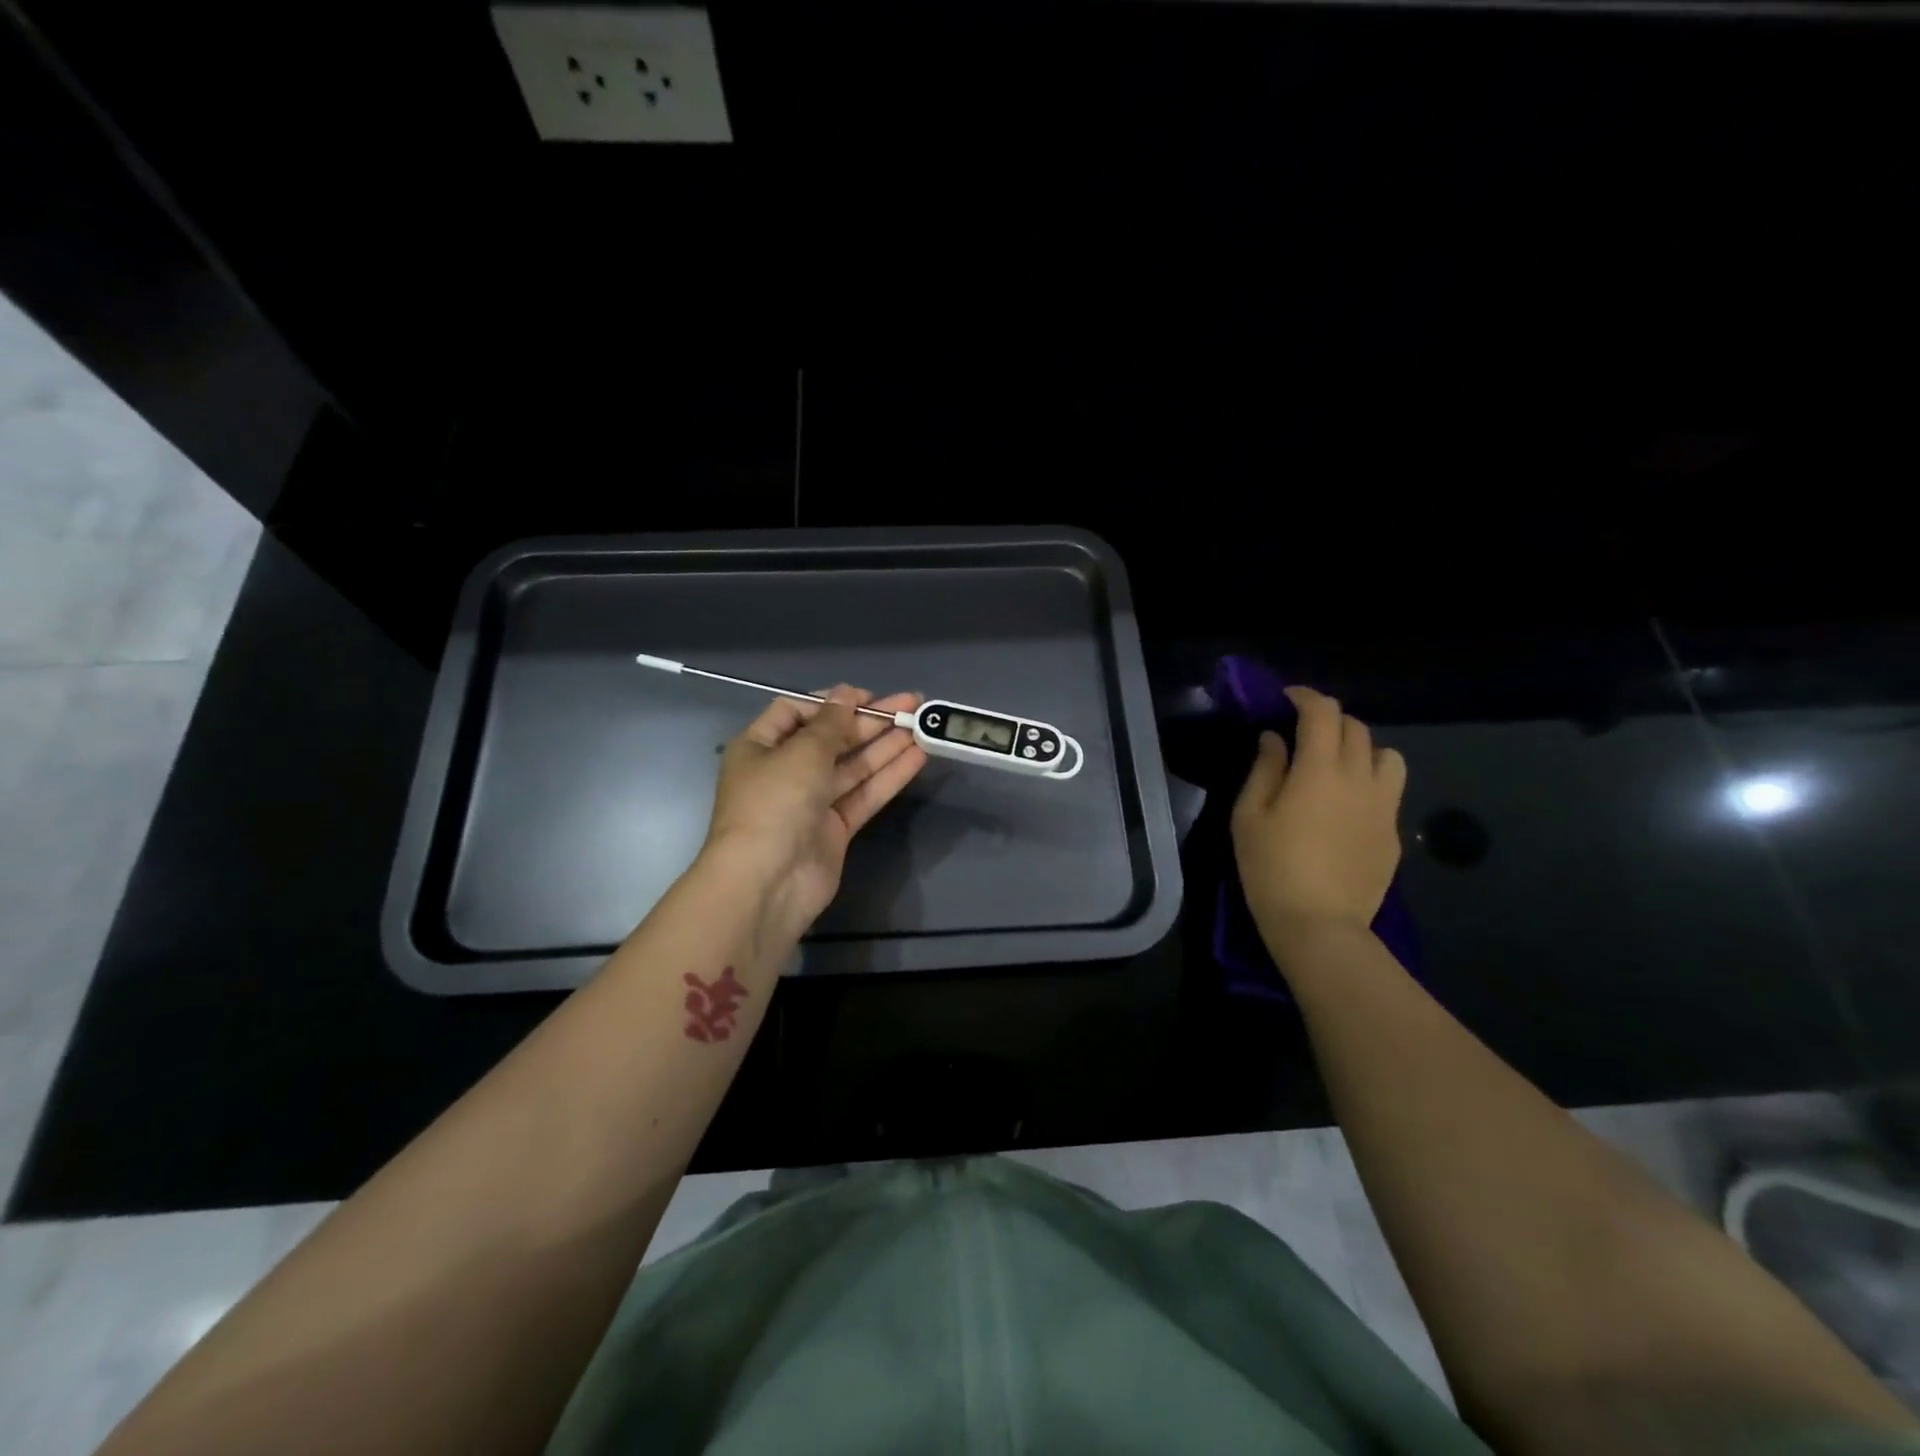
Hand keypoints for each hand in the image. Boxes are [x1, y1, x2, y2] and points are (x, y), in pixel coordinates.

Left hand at [702, 685, 927, 945]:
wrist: (766, 883)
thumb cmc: (774, 804)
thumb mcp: (801, 753)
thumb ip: (831, 723)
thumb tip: (846, 694)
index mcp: (761, 747)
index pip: (796, 711)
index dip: (833, 702)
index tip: (868, 697)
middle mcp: (784, 771)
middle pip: (831, 738)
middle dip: (870, 722)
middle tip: (911, 706)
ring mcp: (811, 802)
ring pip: (853, 766)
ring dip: (885, 746)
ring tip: (922, 726)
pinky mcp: (834, 828)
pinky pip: (863, 794)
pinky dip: (888, 776)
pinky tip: (917, 757)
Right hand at [1231, 686, 1406, 960]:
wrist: (1319, 925)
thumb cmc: (1271, 867)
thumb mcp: (1249, 816)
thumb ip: (1264, 770)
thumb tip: (1275, 740)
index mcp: (1319, 770)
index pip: (1323, 712)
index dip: (1305, 697)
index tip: (1286, 700)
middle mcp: (1360, 778)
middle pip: (1356, 728)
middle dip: (1329, 720)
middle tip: (1303, 734)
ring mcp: (1384, 806)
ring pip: (1387, 755)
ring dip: (1361, 749)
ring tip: (1336, 766)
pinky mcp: (1393, 833)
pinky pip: (1388, 791)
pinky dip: (1369, 783)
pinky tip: (1346, 808)